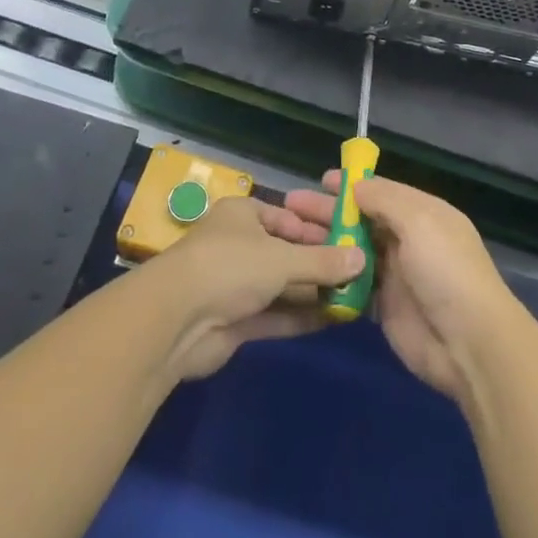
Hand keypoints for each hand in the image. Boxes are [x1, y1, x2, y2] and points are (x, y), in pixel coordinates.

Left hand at [145, 195, 365, 380]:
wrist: (175, 322)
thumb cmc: (230, 267)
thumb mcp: (282, 258)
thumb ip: (323, 261)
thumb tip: (362, 259)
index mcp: (243, 215)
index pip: (286, 218)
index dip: (317, 231)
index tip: (349, 244)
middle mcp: (239, 246)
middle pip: (285, 253)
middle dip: (319, 265)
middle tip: (358, 275)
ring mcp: (235, 285)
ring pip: (281, 286)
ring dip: (312, 294)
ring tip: (353, 299)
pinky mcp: (234, 321)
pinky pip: (274, 314)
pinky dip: (299, 317)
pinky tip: (333, 321)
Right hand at [313, 171, 522, 405]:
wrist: (469, 343)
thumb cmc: (446, 271)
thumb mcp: (419, 222)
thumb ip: (385, 200)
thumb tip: (355, 186)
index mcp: (423, 213)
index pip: (382, 191)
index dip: (352, 185)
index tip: (320, 180)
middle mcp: (409, 239)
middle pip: (362, 219)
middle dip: (329, 211)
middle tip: (291, 206)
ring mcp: (396, 274)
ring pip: (354, 250)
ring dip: (325, 242)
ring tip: (289, 236)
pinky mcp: (385, 307)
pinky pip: (353, 285)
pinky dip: (333, 277)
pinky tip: (305, 271)